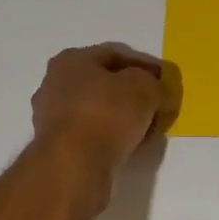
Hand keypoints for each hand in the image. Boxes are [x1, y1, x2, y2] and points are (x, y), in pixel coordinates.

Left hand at [31, 43, 180, 180]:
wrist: (73, 165)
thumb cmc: (107, 114)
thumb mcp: (146, 89)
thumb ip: (157, 86)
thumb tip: (160, 95)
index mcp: (71, 60)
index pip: (117, 54)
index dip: (146, 66)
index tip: (166, 81)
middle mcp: (55, 83)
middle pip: (105, 82)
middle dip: (134, 93)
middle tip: (158, 104)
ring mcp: (52, 116)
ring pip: (98, 109)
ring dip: (124, 117)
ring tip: (148, 129)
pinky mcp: (56, 145)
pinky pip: (92, 133)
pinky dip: (112, 135)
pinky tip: (130, 145)